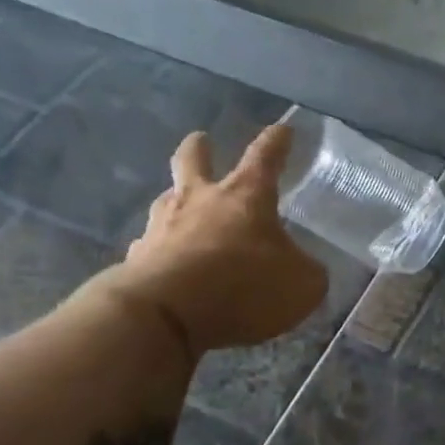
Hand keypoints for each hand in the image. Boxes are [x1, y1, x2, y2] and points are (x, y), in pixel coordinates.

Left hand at [103, 125, 327, 354]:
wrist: (165, 315)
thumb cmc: (244, 287)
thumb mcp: (302, 285)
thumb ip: (307, 271)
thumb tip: (304, 268)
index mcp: (246, 196)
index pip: (265, 157)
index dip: (276, 142)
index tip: (283, 129)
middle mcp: (200, 201)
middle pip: (193, 160)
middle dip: (200, 147)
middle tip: (201, 140)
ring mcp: (162, 227)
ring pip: (167, 199)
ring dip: (176, 198)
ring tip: (183, 207)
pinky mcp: (137, 258)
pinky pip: (151, 244)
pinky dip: (161, 248)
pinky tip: (166, 261)